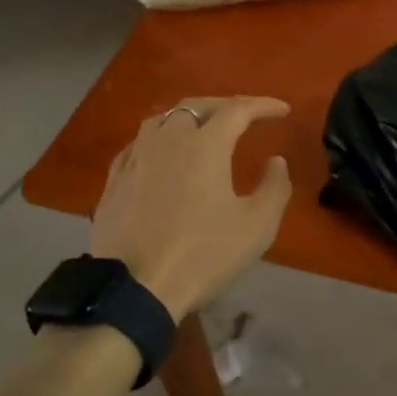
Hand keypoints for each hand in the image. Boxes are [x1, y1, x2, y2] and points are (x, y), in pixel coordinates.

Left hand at [89, 96, 293, 318]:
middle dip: (225, 106)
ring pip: (162, 120)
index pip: (238, 109)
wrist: (135, 290)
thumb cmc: (203, 255)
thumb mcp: (257, 226)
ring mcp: (135, 158)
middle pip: (196, 106)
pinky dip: (159, 139)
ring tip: (203, 129)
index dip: (263, 105)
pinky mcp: (114, 181)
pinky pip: (139, 144)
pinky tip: (162, 154)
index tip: (282, 110)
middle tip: (245, 116)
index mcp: (205, 145)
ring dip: (188, 117)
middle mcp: (167, 140)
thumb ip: (275, 187)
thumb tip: (276, 161)